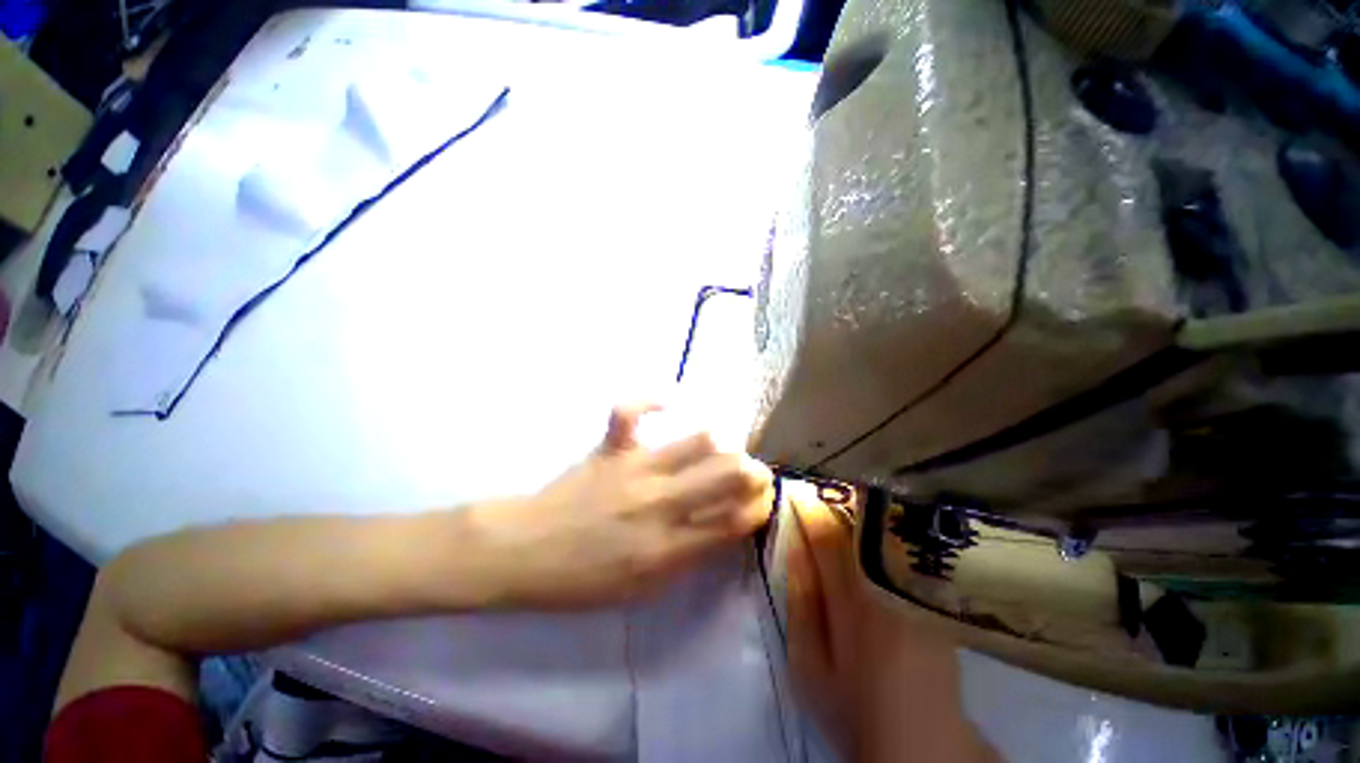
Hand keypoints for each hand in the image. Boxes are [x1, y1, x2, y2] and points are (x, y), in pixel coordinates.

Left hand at [466, 404, 773, 607]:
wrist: (524, 552)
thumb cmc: (583, 579)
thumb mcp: (643, 589)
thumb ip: (688, 558)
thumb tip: (723, 527)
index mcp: (667, 548)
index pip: (734, 521)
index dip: (759, 507)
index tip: (762, 500)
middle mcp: (659, 503)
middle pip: (726, 474)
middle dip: (754, 471)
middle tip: (753, 472)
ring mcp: (634, 469)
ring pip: (697, 440)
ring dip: (720, 443)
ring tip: (720, 448)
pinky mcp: (610, 447)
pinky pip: (632, 410)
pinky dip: (653, 401)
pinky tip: (670, 403)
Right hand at [785, 485, 996, 762]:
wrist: (920, 736)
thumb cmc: (853, 702)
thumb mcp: (809, 659)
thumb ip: (801, 596)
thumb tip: (794, 541)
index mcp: (854, 597)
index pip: (828, 532)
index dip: (809, 505)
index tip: (793, 489)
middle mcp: (889, 580)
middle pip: (860, 521)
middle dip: (835, 498)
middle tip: (815, 485)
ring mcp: (917, 583)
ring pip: (884, 527)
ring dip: (859, 507)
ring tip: (839, 495)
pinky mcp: (932, 589)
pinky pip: (902, 542)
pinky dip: (881, 526)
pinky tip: (870, 522)